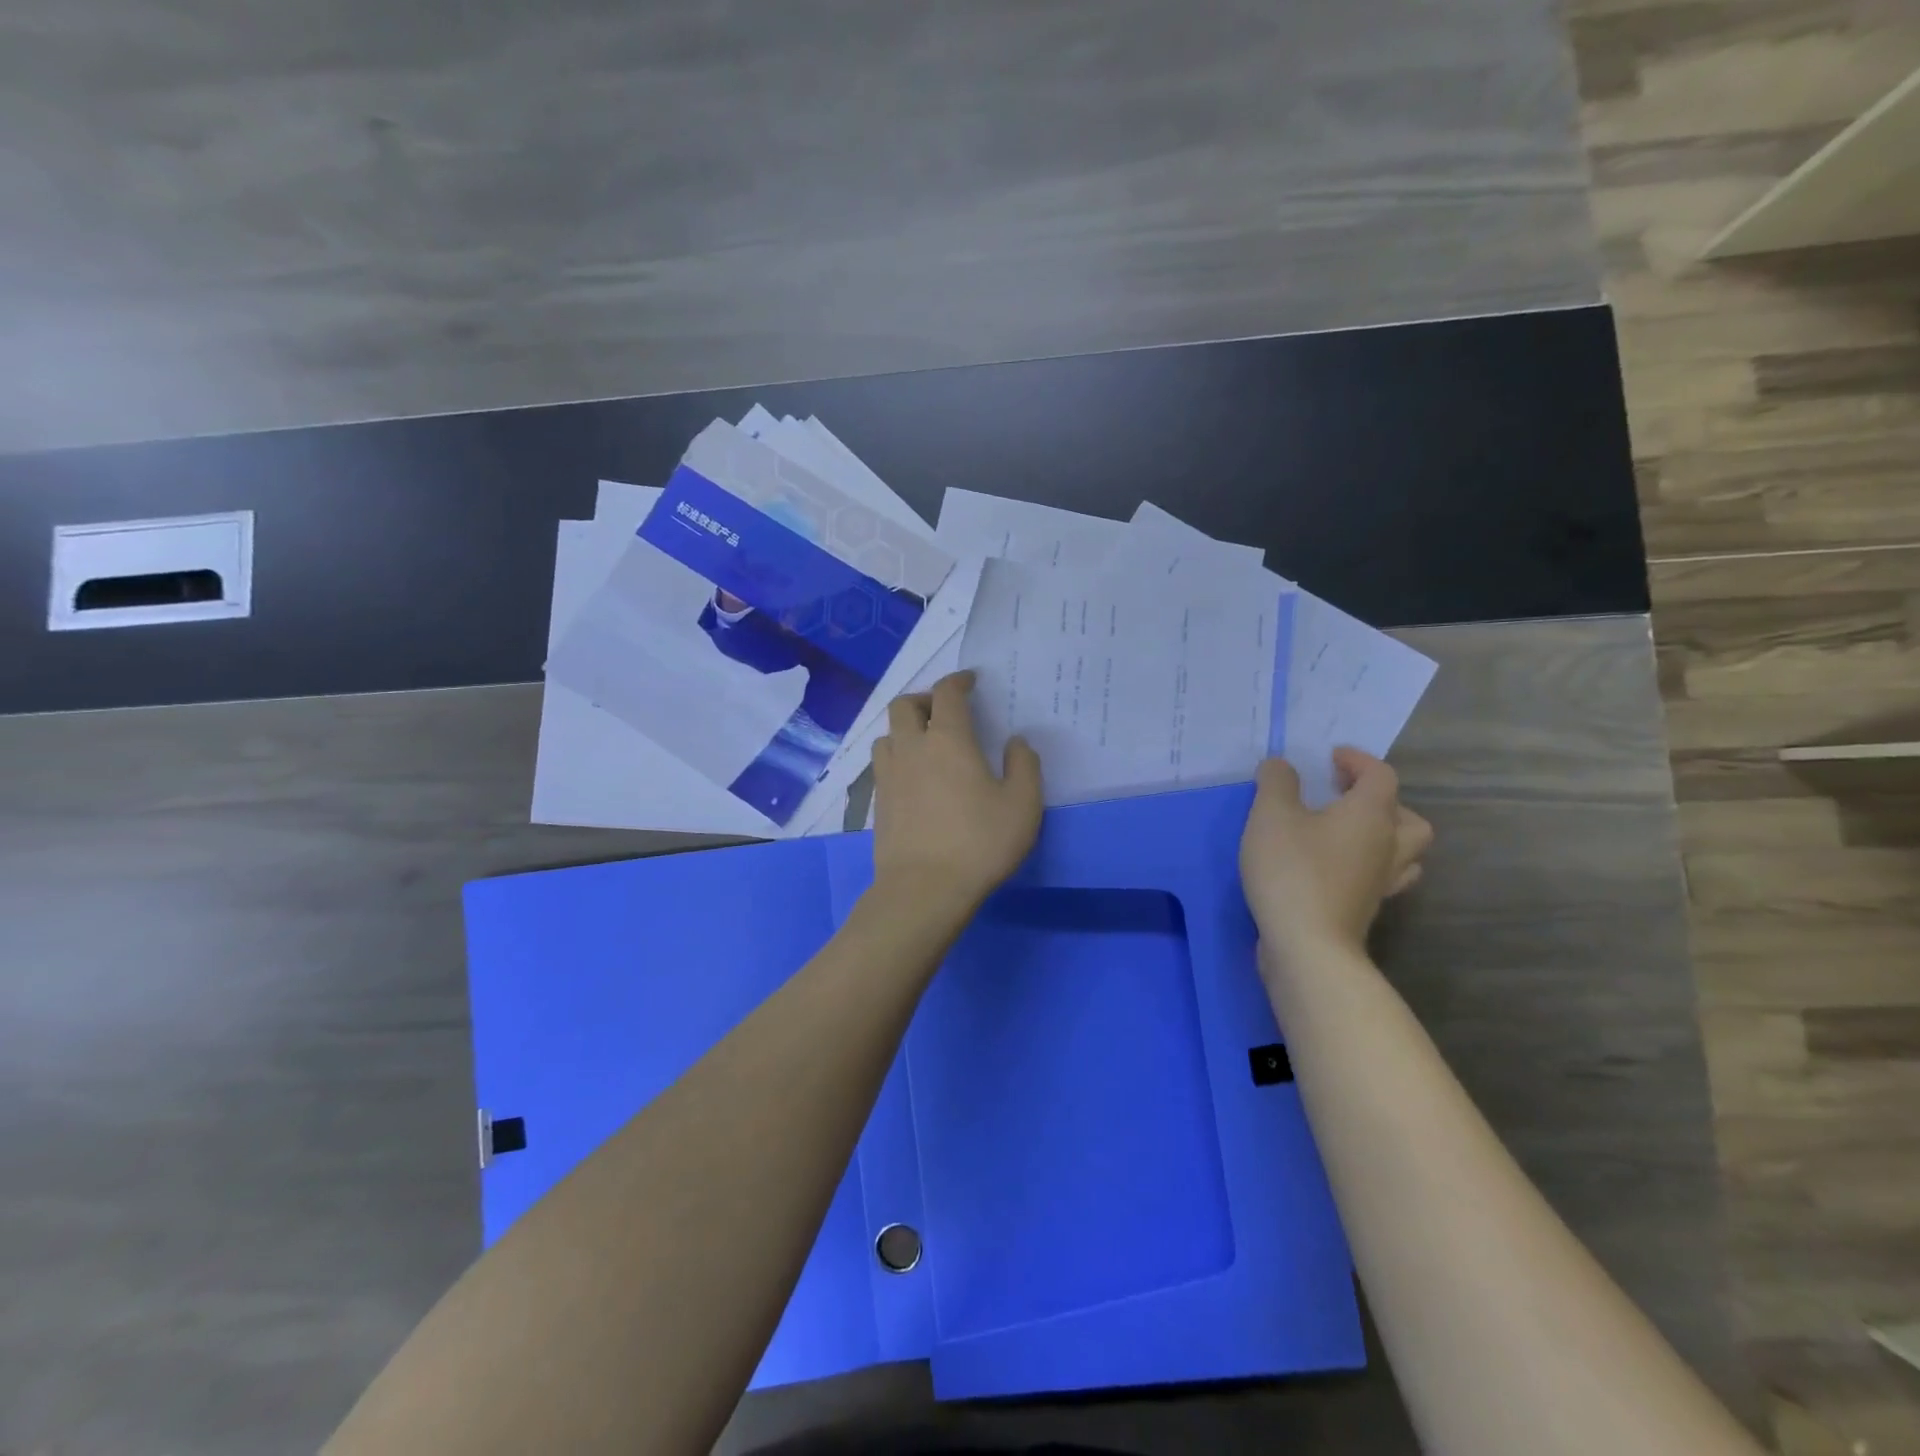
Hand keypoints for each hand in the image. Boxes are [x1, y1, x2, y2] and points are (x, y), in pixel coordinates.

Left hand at [870, 671, 1042, 910]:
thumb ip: (1024, 765)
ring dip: (905, 729)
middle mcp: (911, 748)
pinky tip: (915, 779)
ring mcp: (889, 775)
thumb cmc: (979, 843)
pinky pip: (883, 764)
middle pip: (904, 705)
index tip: (970, 681)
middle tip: (944, 712)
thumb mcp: (1022, 805)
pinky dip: (898, 758)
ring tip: (926, 745)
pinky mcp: (877, 802)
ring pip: (888, 734)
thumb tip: (1015, 742)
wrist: (923, 889)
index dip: (958, 681)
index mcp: (947, 740)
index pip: (947, 694)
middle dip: (924, 699)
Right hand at [1239, 748, 1432, 962]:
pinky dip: (1367, 866)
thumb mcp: (1271, 815)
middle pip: (1408, 817)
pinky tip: (1336, 868)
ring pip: (1405, 852)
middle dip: (1382, 802)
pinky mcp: (1368, 909)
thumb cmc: (1292, 870)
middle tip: (1345, 798)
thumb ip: (1276, 782)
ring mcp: (1382, 882)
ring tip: (1347, 833)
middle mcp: (1388, 845)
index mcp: (1371, 815)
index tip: (1330, 758)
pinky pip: (1382, 878)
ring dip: (1384, 836)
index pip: (1381, 775)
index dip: (1358, 761)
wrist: (1307, 944)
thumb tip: (1282, 766)